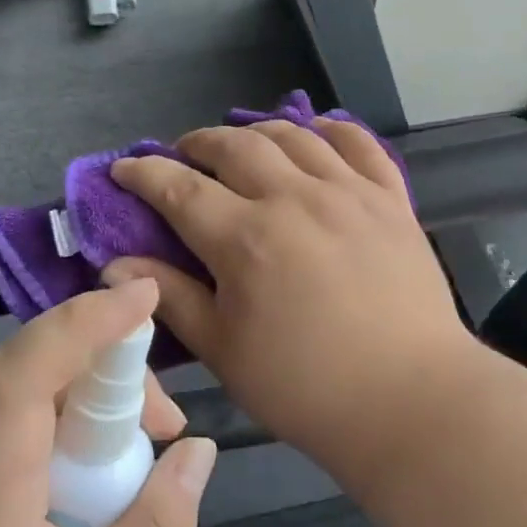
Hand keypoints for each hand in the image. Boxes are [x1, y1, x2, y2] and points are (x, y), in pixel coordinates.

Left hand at [0, 280, 216, 526]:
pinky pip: (19, 429)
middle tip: (167, 431)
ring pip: (32, 398)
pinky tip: (95, 488)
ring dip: (96, 406)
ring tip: (143, 463)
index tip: (145, 294)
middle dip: (115, 374)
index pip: (22, 369)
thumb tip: (197, 451)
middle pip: (37, 373)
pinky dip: (70, 433)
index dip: (84, 321)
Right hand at [104, 119, 481, 461]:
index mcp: (245, 238)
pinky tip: (316, 133)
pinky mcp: (391, 199)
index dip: (144, 172)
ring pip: (293, 135)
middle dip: (197, 143)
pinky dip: (331, 129)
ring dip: (256, 131)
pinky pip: (359, 143)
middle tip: (184, 155)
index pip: (179, 187)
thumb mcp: (225, 351)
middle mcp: (294, 198)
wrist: (410, 398)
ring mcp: (349, 192)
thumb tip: (117, 264)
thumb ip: (172, 298)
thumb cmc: (306, 387)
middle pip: (234, 146)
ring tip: (242, 144)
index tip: (124, 168)